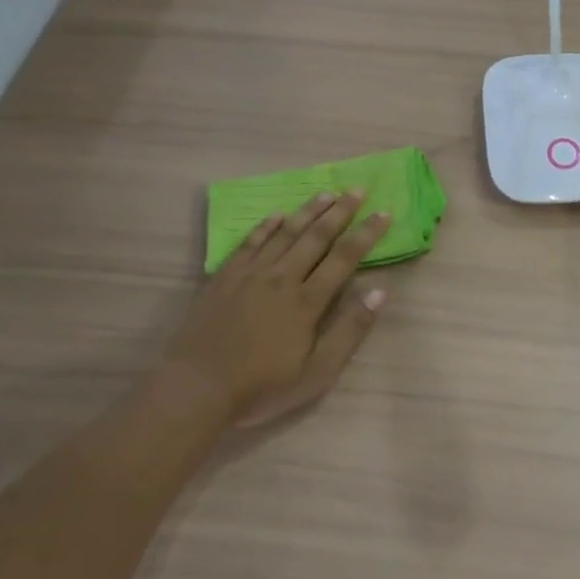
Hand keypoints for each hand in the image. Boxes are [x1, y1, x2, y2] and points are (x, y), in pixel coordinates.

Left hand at [173, 192, 390, 426]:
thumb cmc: (261, 387)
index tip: (384, 212)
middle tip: (357, 189)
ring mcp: (250, 274)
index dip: (366, 233)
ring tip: (326, 193)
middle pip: (316, 237)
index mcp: (307, 301)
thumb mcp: (317, 373)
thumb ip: (350, 331)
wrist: (195, 388)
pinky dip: (266, 226)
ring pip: (285, 233)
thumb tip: (380, 292)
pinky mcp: (224, 277)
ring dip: (308, 211)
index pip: (345, 257)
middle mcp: (282, 277)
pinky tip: (277, 215)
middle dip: (341, 211)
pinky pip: (250, 243)